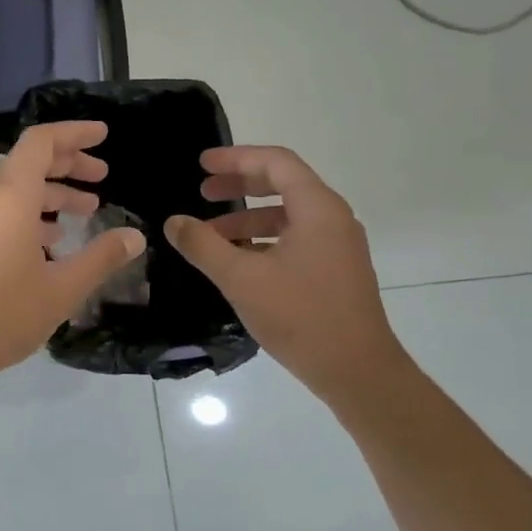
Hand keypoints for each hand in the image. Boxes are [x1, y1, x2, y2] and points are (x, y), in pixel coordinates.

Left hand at [0, 122, 146, 386]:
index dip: (74, 133)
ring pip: (17, 191)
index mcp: (11, 196)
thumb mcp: (63, 287)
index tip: (103, 135)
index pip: (41, 142)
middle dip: (69, 164)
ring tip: (87, 210)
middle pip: (30, 163)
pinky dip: (32, 215)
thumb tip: (134, 236)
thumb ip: (101, 257)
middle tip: (102, 176)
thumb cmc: (4, 311)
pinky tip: (54, 243)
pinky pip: (3, 213)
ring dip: (52, 193)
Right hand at [164, 145, 405, 403]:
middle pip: (283, 184)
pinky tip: (238, 261)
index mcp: (318, 209)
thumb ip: (203, 246)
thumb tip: (174, 222)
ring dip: (248, 218)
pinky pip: (296, 239)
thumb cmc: (300, 317)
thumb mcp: (241, 279)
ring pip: (288, 215)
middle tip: (204, 192)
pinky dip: (264, 240)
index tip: (202, 164)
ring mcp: (338, 246)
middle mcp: (333, 219)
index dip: (236, 158)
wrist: (357, 372)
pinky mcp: (336, 270)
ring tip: (210, 235)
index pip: (276, 163)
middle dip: (240, 185)